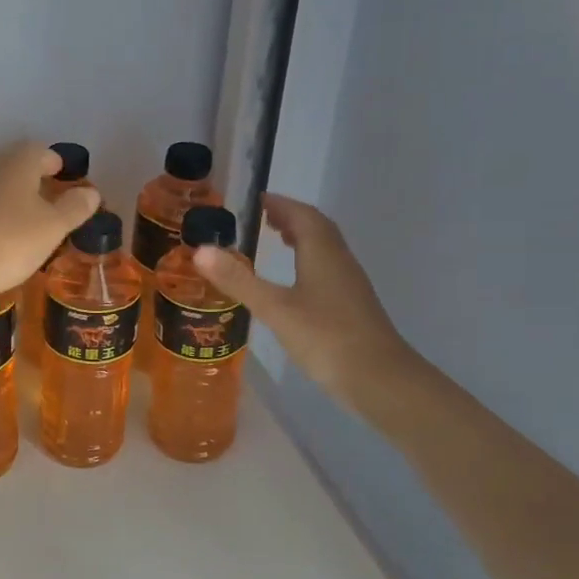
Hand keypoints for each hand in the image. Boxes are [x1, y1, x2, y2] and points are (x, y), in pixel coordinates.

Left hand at [0, 142, 100, 308]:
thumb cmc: (8, 242)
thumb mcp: (52, 228)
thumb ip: (74, 208)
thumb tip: (91, 192)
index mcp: (17, 162)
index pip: (40, 151)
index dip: (53, 162)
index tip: (62, 174)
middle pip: (14, 164)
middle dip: (32, 177)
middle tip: (47, 196)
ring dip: (10, 195)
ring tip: (25, 217)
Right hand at [193, 194, 420, 410]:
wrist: (379, 379)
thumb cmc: (325, 338)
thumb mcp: (274, 309)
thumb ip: (238, 280)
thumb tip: (200, 250)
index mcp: (323, 254)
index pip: (303, 216)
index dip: (281, 204)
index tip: (258, 199)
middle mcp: (339, 262)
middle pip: (317, 229)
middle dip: (291, 217)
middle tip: (263, 216)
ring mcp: (349, 285)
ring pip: (324, 249)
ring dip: (301, 237)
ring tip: (276, 238)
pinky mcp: (350, 307)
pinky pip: (327, 269)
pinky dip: (307, 261)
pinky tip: (294, 281)